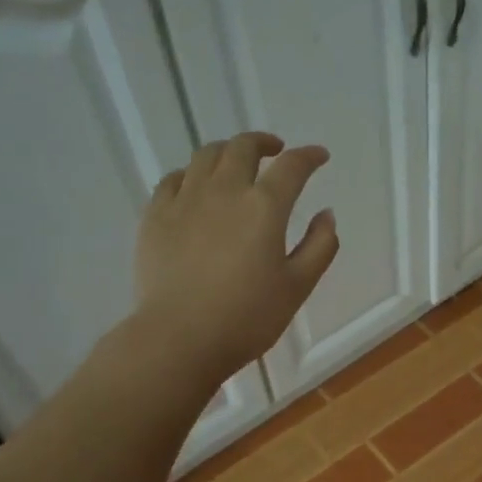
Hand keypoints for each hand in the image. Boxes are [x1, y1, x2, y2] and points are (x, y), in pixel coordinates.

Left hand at [131, 132, 338, 383]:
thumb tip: (326, 215)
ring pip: (206, 155)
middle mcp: (224, 191)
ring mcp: (185, 200)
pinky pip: (174, 179)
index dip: (309, 156)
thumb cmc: (248, 318)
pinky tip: (196, 186)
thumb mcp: (297, 287)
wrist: (180, 338)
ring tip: (236, 163)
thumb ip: (319, 247)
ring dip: (228, 152)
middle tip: (275, 152)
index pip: (292, 167)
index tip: (319, 156)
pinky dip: (192, 174)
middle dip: (264, 143)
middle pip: (243, 148)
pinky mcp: (155, 216)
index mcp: (264, 207)